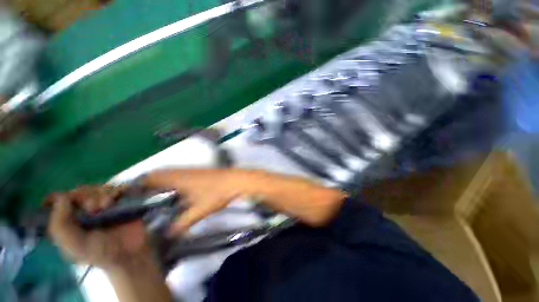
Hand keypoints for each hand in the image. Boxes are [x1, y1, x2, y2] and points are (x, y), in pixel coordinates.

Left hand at [47, 186, 151, 269]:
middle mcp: (82, 211)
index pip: (58, 200)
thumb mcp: (74, 246)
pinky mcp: (119, 203)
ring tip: (107, 205)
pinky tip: (116, 198)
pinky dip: (115, 190)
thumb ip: (60, 226)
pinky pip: (115, 189)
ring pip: (97, 188)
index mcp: (67, 221)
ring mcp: (102, 206)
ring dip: (101, 194)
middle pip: (78, 192)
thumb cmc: (100, 253)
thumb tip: (61, 197)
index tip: (69, 201)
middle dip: (85, 196)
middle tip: (93, 208)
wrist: (130, 252)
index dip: (61, 197)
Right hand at [143, 169, 241, 235]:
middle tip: (138, 198)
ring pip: (169, 173)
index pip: (151, 177)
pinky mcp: (199, 172)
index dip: (138, 184)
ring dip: (159, 181)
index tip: (128, 194)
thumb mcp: (199, 211)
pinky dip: (171, 181)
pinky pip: (179, 174)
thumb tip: (169, 234)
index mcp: (178, 178)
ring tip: (151, 196)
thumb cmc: (217, 193)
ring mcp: (192, 170)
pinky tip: (174, 192)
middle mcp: (182, 171)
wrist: (236, 181)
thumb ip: (182, 223)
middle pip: (158, 174)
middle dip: (146, 183)